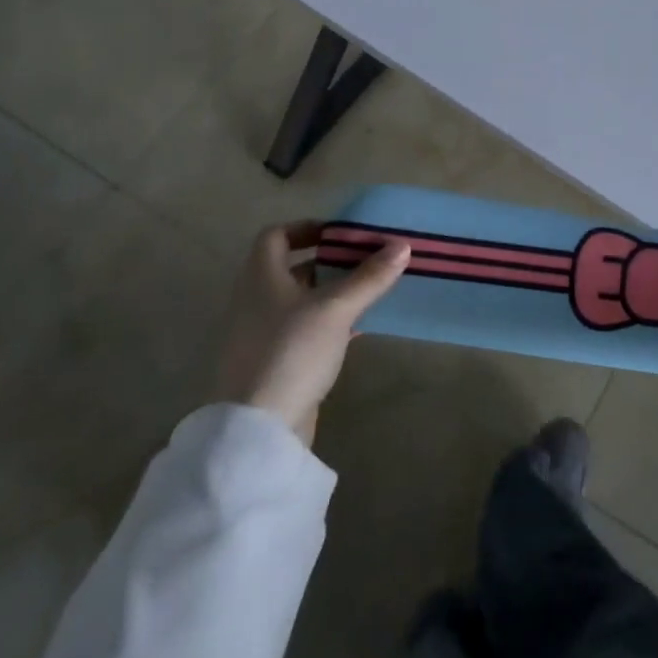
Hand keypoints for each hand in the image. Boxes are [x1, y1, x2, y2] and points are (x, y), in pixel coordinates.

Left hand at [218, 222, 411, 444]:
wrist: (257, 429)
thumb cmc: (291, 351)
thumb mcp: (336, 309)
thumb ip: (369, 277)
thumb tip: (402, 245)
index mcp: (261, 277)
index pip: (276, 236)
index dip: (307, 227)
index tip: (341, 233)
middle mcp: (255, 300)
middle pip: (291, 268)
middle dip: (329, 261)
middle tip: (366, 259)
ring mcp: (261, 334)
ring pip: (300, 301)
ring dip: (332, 292)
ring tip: (370, 290)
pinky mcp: (273, 363)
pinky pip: (303, 330)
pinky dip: (328, 322)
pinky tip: (358, 329)